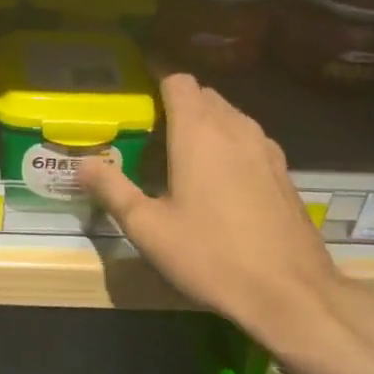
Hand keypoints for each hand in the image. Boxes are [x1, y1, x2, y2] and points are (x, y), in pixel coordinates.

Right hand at [78, 74, 373, 366]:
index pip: (179, 81)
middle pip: (205, 96)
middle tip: (152, 133)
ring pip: (231, 116)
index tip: (138, 98)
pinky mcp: (284, 172)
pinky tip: (220, 181)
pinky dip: (230, 144)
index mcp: (198, 133)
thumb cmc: (211, 255)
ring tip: (184, 155)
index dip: (157, 82)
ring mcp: (266, 149)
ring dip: (207, 123)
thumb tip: (81, 165)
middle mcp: (235, 129)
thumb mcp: (148, 228)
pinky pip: (250, 140)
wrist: (291, 292)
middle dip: (178, 105)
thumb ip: (112, 190)